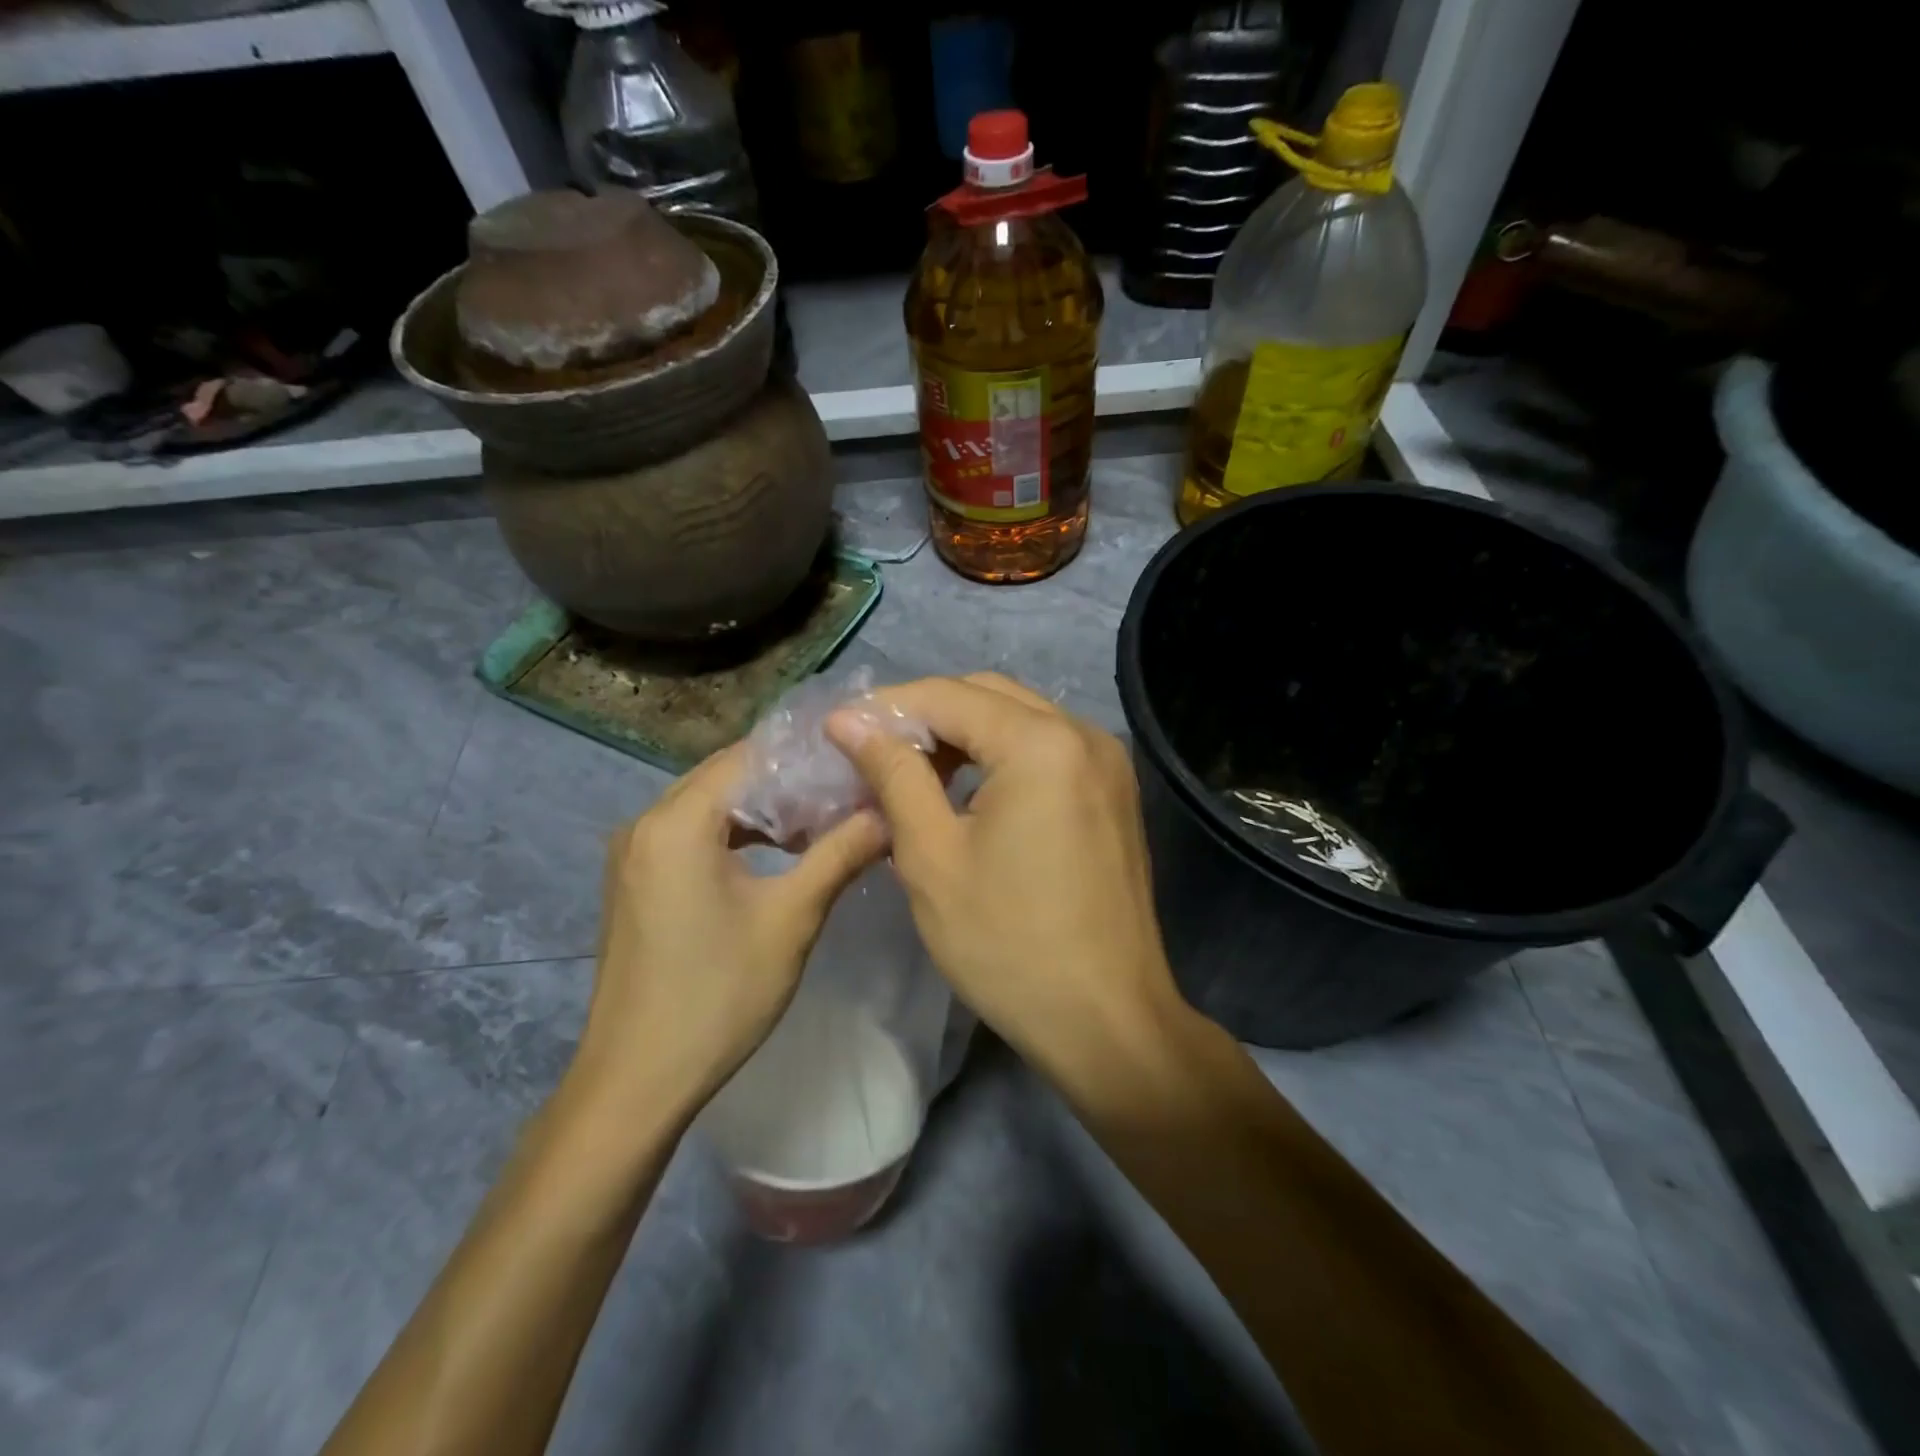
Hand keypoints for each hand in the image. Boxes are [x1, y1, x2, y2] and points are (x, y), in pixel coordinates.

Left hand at [571, 742, 887, 1114]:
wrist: (636, 1080)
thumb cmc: (718, 995)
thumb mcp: (791, 919)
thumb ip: (840, 854)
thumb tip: (888, 813)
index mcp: (677, 821)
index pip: (747, 756)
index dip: (804, 756)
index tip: (854, 764)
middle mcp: (645, 823)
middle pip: (726, 776)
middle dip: (786, 782)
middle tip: (846, 791)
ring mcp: (634, 853)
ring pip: (709, 806)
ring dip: (762, 810)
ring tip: (821, 821)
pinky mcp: (636, 881)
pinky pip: (691, 834)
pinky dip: (734, 834)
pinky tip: (776, 853)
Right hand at [826, 674, 1185, 1083]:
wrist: (1107, 1020)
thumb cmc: (1008, 944)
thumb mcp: (932, 857)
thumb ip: (893, 775)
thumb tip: (850, 721)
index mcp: (1041, 743)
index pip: (947, 695)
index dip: (886, 708)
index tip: (837, 731)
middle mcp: (1083, 734)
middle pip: (987, 696)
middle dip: (924, 717)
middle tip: (871, 753)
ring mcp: (1107, 762)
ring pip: (1018, 720)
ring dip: (961, 735)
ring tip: (909, 773)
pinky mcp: (1113, 792)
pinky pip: (1045, 750)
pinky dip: (999, 757)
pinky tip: (963, 791)